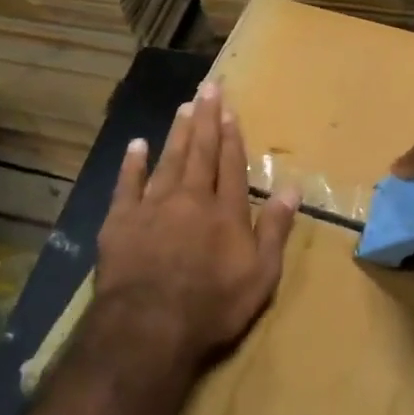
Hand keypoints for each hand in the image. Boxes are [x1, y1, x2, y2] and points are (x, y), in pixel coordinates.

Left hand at [96, 81, 300, 370]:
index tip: (229, 110)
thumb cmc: (212, 305)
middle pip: (200, 151)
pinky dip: (132, 163)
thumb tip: (292, 187)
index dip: (231, 136)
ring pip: (168, 160)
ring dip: (177, 132)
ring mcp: (153, 206)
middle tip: (208, 88)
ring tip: (184, 107)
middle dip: (206, 119)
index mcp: (226, 211)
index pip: (231, 164)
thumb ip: (275, 228)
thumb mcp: (261, 274)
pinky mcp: (121, 220)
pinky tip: (137, 144)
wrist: (149, 326)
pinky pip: (127, 184)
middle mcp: (191, 198)